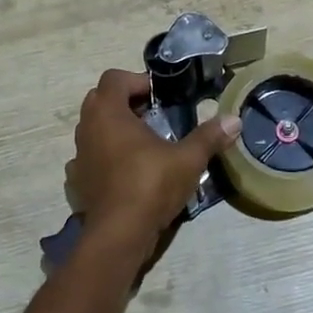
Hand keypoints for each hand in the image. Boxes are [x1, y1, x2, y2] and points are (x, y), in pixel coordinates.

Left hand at [66, 70, 241, 251]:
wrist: (118, 234)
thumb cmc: (150, 185)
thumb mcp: (187, 159)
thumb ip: (209, 137)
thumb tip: (235, 120)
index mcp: (108, 112)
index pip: (114, 78)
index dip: (138, 81)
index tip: (160, 96)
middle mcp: (87, 127)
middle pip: (101, 99)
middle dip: (126, 101)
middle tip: (153, 114)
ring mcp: (79, 155)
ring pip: (93, 128)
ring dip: (114, 128)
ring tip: (143, 143)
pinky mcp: (78, 180)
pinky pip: (90, 156)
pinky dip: (105, 156)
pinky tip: (125, 170)